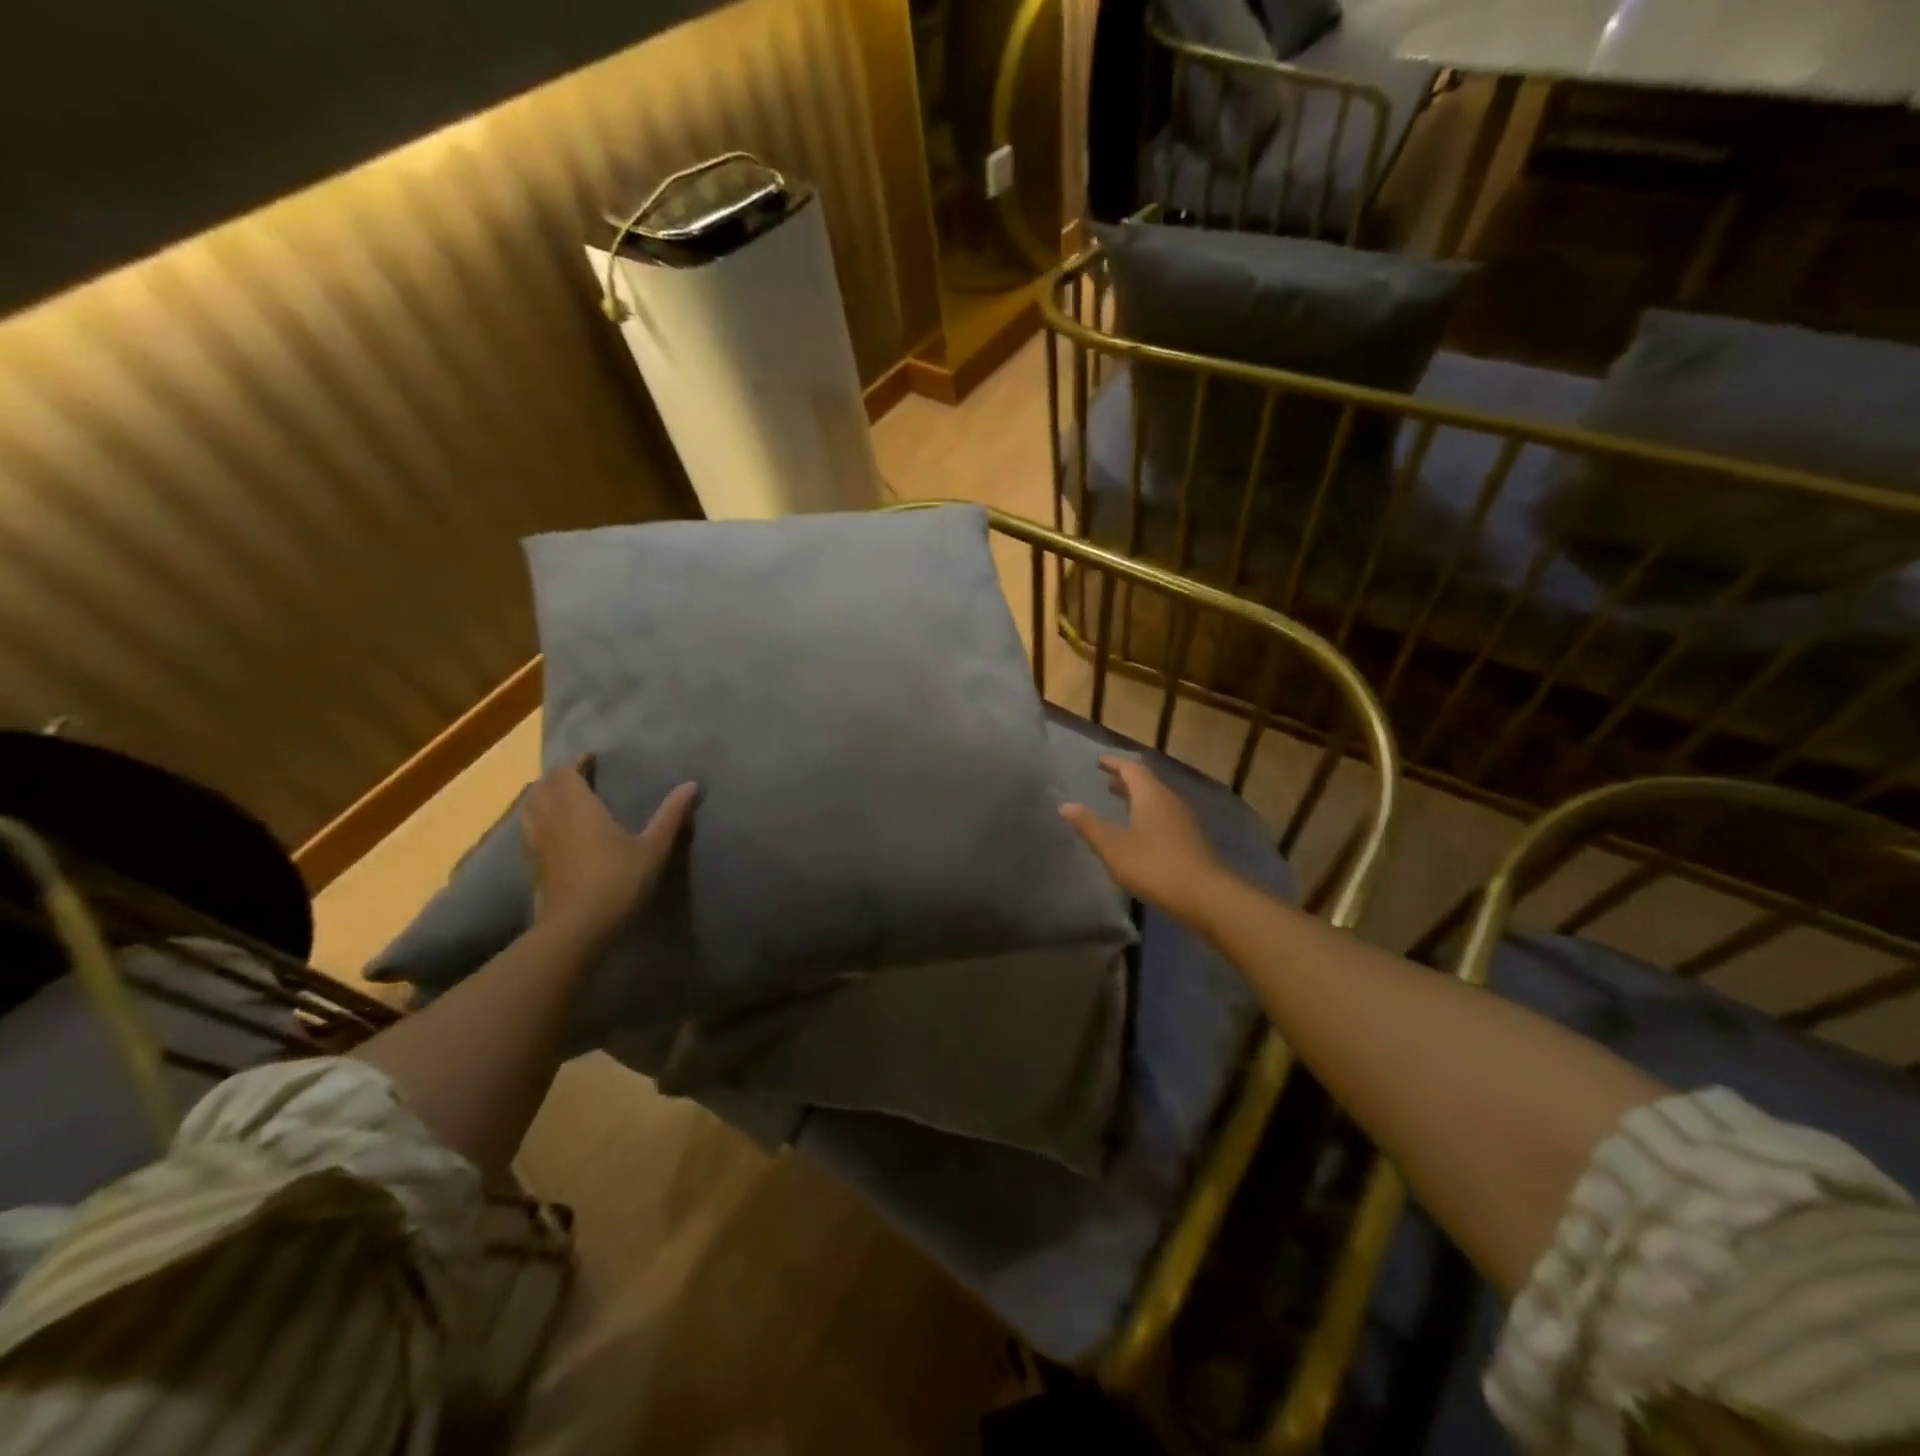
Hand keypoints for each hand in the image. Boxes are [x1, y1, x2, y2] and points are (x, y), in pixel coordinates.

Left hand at [522, 758, 696, 941]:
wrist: (575, 929)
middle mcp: (550, 818)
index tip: (590, 759)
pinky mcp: (532, 865)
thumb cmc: (617, 881)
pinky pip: (528, 830)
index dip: (575, 762)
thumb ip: (671, 815)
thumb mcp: (653, 848)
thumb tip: (692, 784)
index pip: (565, 772)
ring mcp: (536, 842)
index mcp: (578, 806)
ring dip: (543, 796)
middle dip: (558, 777)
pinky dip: (538, 820)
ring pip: (529, 807)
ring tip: (563, 800)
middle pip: (542, 786)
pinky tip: (555, 833)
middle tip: (579, 777)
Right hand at [1060, 757, 1229, 927]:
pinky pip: (1164, 815)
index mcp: (1151, 795)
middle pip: (1146, 782)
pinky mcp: (1190, 839)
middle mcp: (1169, 800)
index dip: (1114, 763)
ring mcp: (1183, 820)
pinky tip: (1139, 830)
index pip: (1131, 768)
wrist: (1204, 895)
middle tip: (1107, 780)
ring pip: (1157, 799)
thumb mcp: (1113, 847)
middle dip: (1126, 779)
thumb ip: (1090, 825)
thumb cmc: (1153, 865)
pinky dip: (1147, 813)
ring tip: (1119, 802)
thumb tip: (1065, 805)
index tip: (1099, 761)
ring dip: (1137, 797)